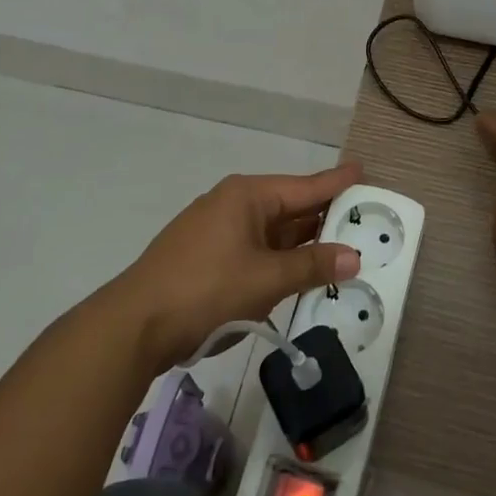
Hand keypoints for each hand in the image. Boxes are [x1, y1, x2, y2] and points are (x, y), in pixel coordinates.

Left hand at [113, 165, 364, 367]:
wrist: (134, 326)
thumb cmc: (206, 290)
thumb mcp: (266, 280)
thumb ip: (312, 266)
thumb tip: (354, 255)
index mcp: (248, 196)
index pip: (305, 186)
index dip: (336, 182)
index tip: (362, 170)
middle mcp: (232, 203)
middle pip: (289, 206)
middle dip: (323, 216)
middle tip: (362, 217)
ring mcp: (215, 230)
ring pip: (271, 231)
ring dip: (301, 242)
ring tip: (338, 244)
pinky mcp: (205, 256)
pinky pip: (254, 248)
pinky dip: (279, 257)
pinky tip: (296, 270)